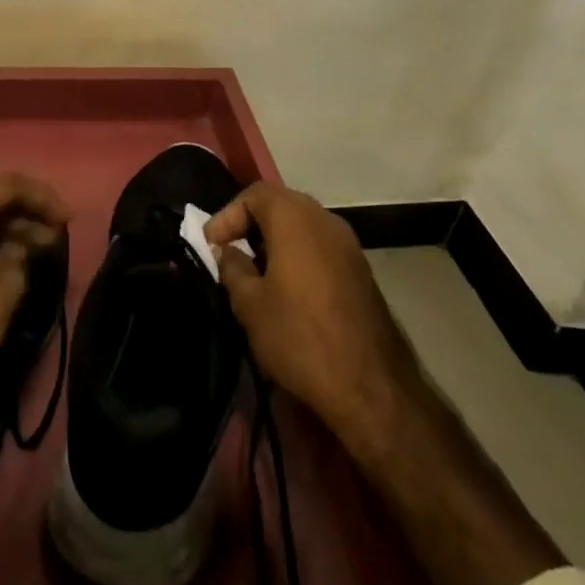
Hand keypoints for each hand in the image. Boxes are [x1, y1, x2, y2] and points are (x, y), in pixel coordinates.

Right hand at [206, 183, 419, 437]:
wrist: (372, 389)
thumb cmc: (301, 338)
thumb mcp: (250, 305)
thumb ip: (232, 268)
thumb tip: (228, 252)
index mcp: (295, 219)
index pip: (254, 194)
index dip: (227, 215)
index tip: (211, 246)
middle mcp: (325, 220)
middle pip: (280, 204)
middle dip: (250, 223)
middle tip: (230, 251)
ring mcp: (349, 244)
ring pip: (302, 225)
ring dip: (274, 239)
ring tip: (255, 271)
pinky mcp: (361, 270)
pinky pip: (320, 246)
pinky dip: (298, 253)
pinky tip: (286, 287)